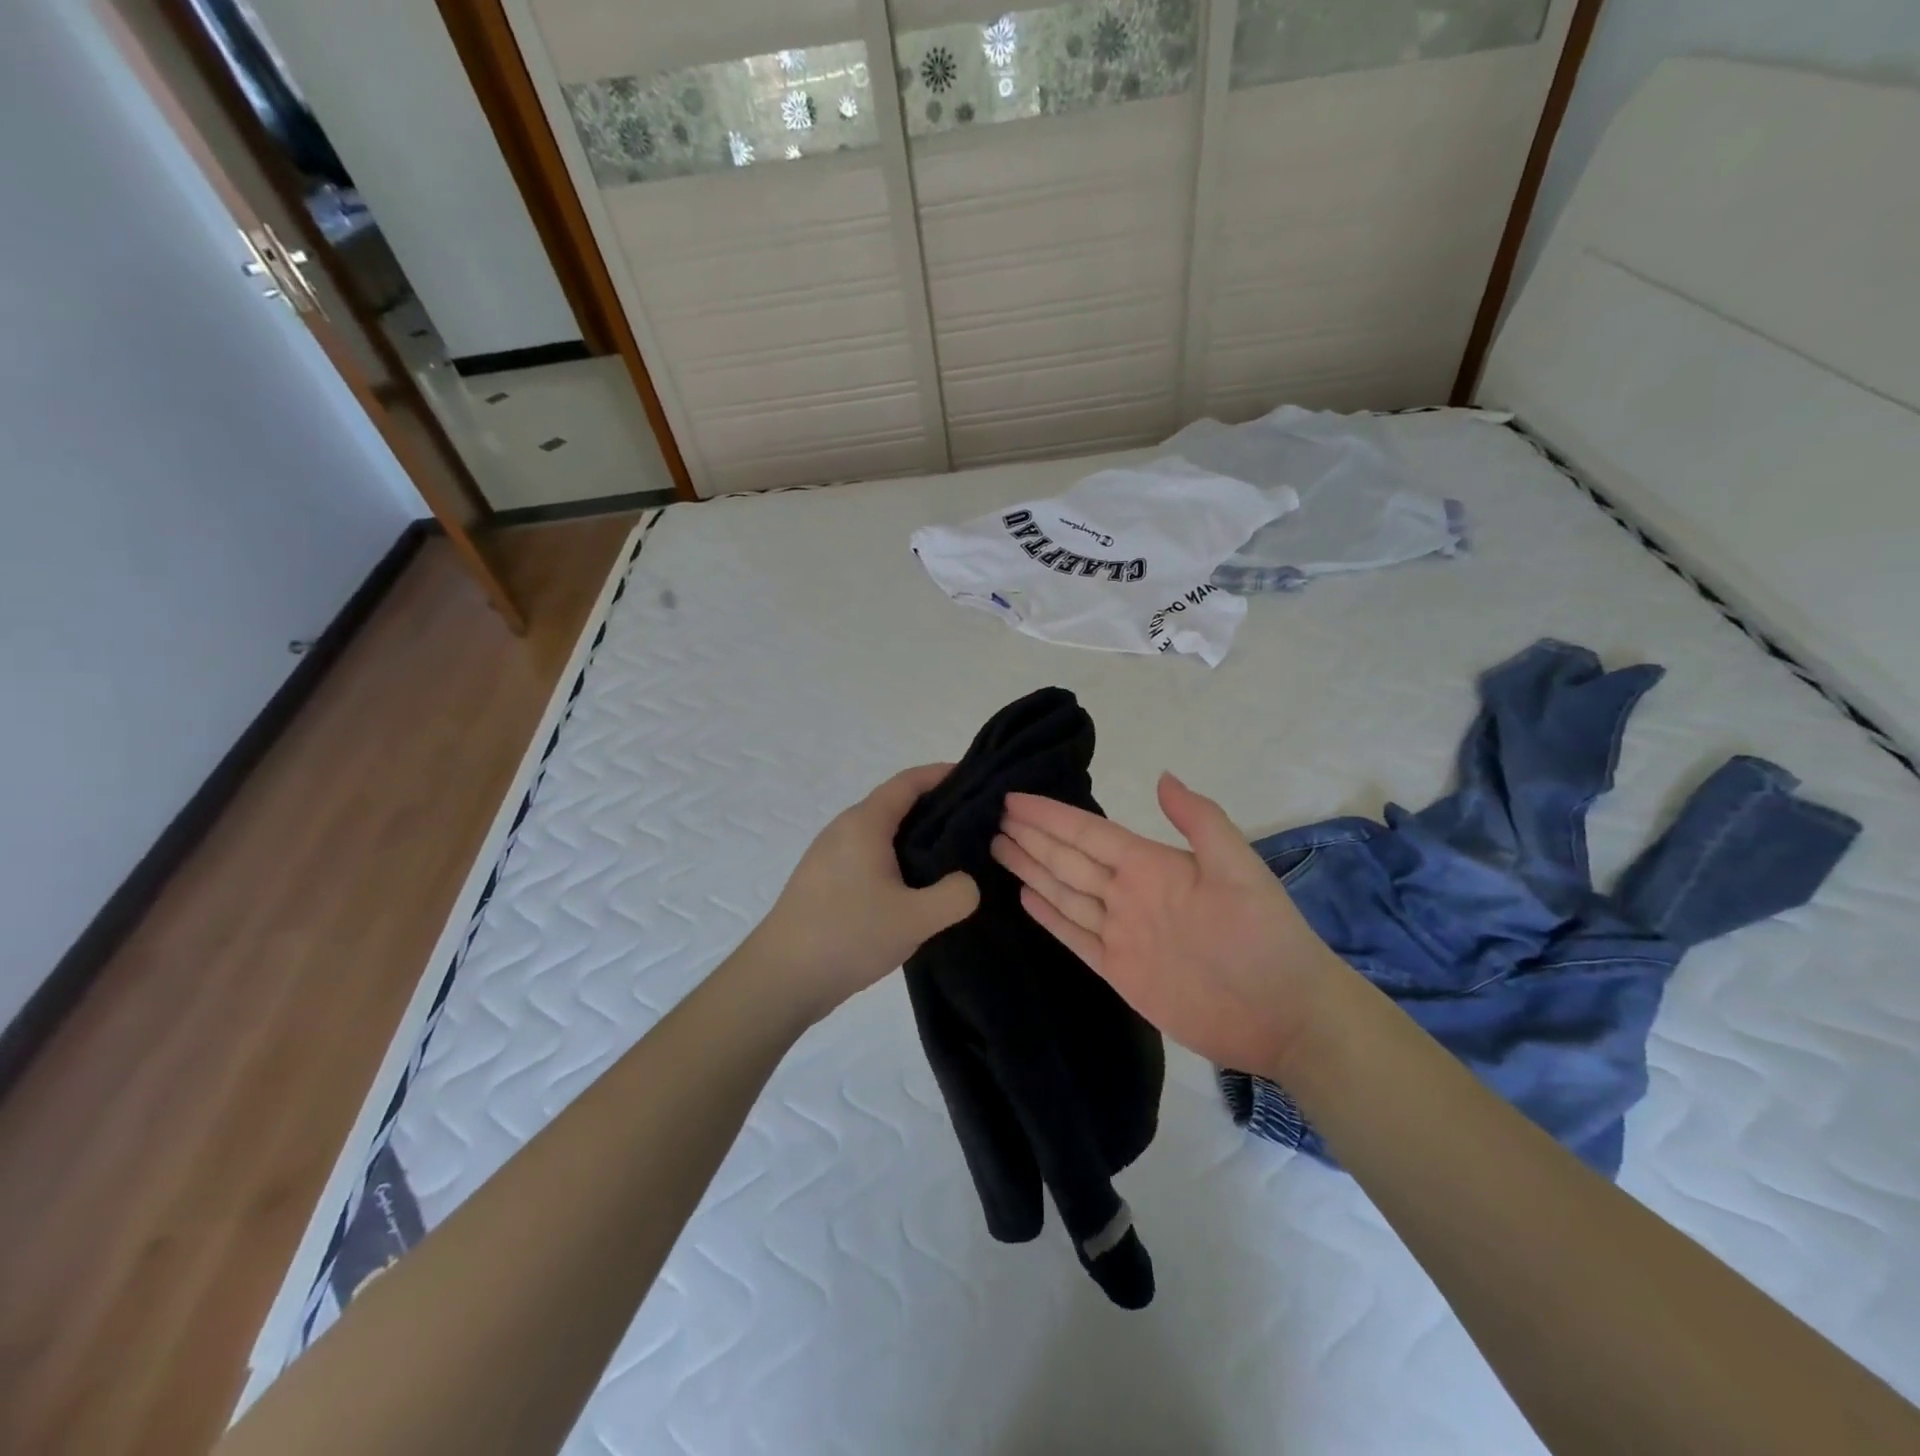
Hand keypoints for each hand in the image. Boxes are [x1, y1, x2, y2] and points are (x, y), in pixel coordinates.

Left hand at [743, 764, 979, 1022]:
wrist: (780, 979)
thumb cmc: (847, 935)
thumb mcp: (915, 918)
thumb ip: (955, 895)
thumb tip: (966, 883)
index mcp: (864, 823)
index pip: (908, 782)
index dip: (942, 774)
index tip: (976, 779)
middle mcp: (844, 829)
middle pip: (895, 804)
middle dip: (936, 808)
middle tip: (976, 825)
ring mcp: (830, 856)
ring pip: (882, 833)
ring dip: (916, 838)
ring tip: (952, 858)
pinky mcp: (824, 882)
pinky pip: (869, 856)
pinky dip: (898, 859)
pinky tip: (915, 889)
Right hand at [992, 772, 1344, 1074]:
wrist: (1286, 1015)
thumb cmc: (1266, 937)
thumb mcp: (1240, 869)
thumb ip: (1200, 822)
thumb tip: (1161, 776)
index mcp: (1151, 865)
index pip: (1087, 833)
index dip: (1050, 815)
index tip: (1012, 797)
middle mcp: (1128, 894)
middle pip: (1067, 859)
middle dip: (1030, 836)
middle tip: (991, 816)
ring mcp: (1121, 932)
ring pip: (1064, 892)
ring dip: (1030, 868)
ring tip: (997, 846)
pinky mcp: (1119, 970)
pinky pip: (1075, 936)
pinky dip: (1049, 916)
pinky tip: (1025, 896)